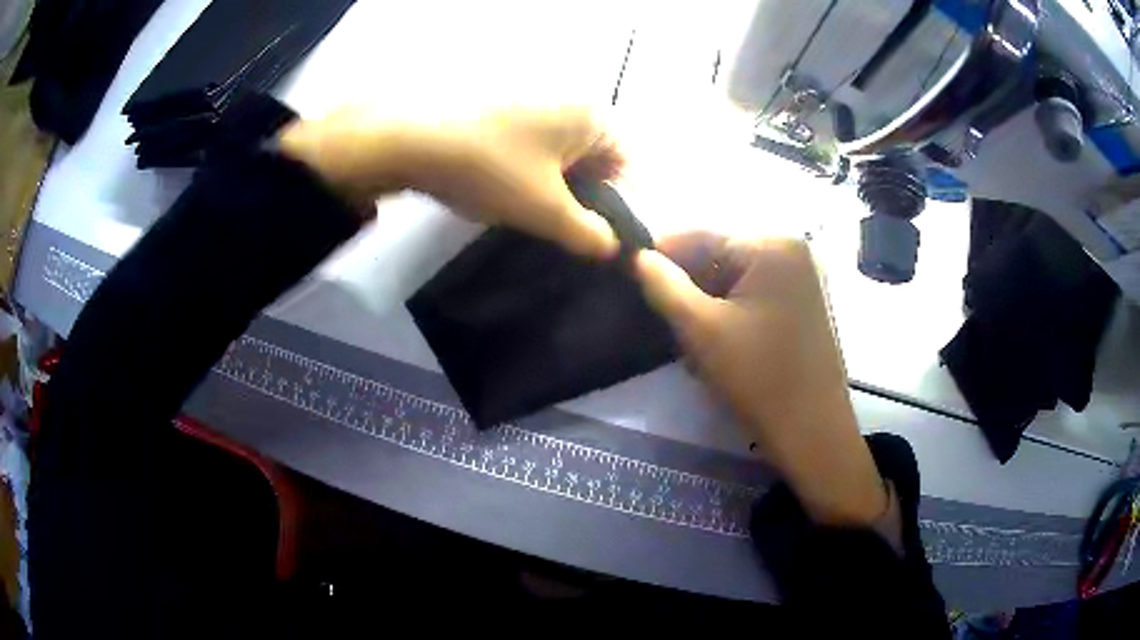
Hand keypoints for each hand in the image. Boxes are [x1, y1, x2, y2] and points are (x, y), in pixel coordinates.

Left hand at [278, 106, 622, 258]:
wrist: (407, 137)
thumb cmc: (489, 167)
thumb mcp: (545, 210)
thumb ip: (588, 234)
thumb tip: (612, 247)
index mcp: (591, 115)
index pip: (628, 164)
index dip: (621, 206)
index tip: (602, 240)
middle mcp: (566, 100)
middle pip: (594, 158)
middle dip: (585, 199)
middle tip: (566, 234)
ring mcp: (528, 101)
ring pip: (559, 155)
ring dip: (554, 189)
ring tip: (533, 218)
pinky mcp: (497, 109)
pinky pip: (529, 146)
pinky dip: (527, 173)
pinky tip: (504, 193)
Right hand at [636, 234, 887, 525]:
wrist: (813, 432)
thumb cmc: (759, 378)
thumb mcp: (702, 330)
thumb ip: (664, 286)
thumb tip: (636, 256)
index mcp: (772, 246)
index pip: (701, 235)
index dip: (660, 253)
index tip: (628, 274)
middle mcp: (792, 250)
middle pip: (720, 256)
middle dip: (687, 285)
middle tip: (660, 316)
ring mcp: (802, 278)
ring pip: (735, 279)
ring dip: (706, 303)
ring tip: (686, 338)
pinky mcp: (804, 304)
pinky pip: (755, 295)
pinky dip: (731, 313)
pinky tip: (716, 344)